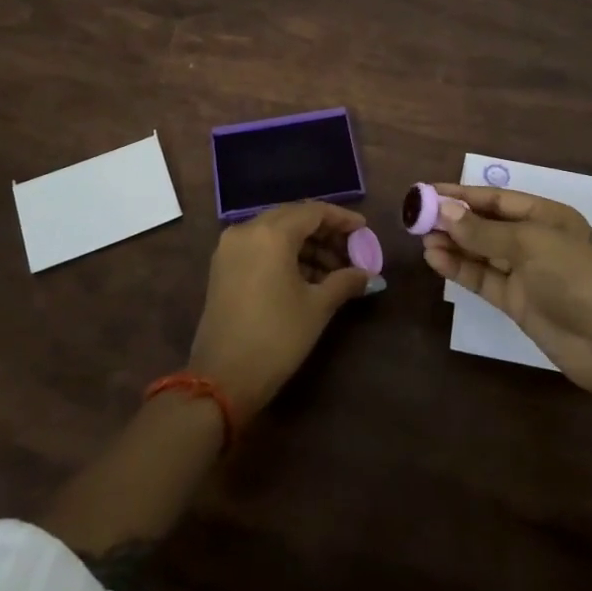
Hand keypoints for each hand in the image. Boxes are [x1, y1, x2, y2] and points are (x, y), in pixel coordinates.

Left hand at [188, 201, 372, 416]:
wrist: (222, 379)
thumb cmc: (276, 338)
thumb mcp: (317, 307)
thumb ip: (345, 281)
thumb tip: (369, 275)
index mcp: (271, 233)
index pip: (313, 211)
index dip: (342, 219)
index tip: (364, 230)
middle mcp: (247, 230)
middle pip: (293, 217)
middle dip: (324, 232)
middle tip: (351, 251)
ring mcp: (230, 247)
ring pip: (276, 232)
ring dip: (306, 245)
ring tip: (334, 271)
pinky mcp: (222, 266)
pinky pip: (260, 246)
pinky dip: (284, 254)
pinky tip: (307, 276)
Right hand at [421, 183, 591, 402]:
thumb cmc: (575, 277)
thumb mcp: (529, 243)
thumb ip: (484, 230)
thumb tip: (444, 211)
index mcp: (546, 216)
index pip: (497, 198)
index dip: (462, 195)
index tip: (428, 191)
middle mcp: (534, 240)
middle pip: (486, 224)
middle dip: (454, 220)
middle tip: (417, 217)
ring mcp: (525, 273)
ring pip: (481, 252)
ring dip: (453, 244)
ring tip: (421, 239)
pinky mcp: (516, 302)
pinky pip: (482, 278)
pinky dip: (460, 268)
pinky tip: (435, 259)